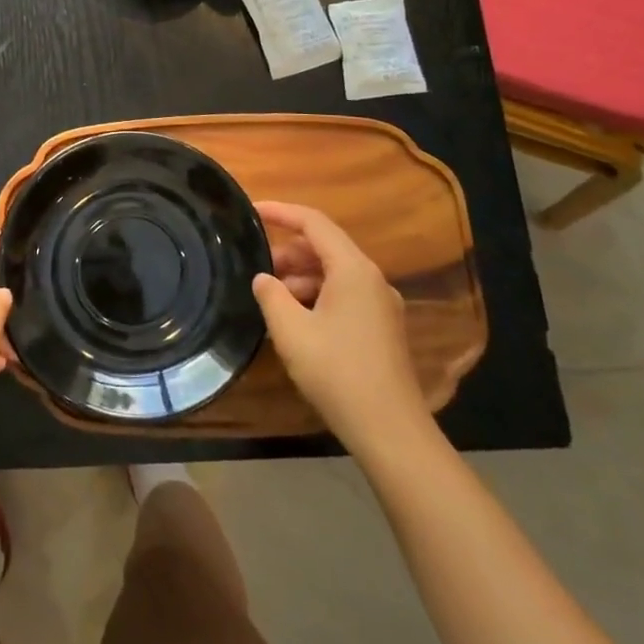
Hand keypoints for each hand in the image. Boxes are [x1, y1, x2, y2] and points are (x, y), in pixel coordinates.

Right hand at [252, 201, 432, 453]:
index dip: (280, 212)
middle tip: (256, 267)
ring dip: (301, 278)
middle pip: (325, 247)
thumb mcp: (291, 331)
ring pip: (334, 273)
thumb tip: (263, 278)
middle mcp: (372, 279)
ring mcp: (381, 305)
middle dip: (288, 252)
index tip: (251, 211)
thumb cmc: (337, 373)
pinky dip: (317, 296)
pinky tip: (296, 321)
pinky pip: (344, 295)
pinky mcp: (382, 328)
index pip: (313, 222)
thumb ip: (271, 295)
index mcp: (353, 269)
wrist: (391, 432)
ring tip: (272, 299)